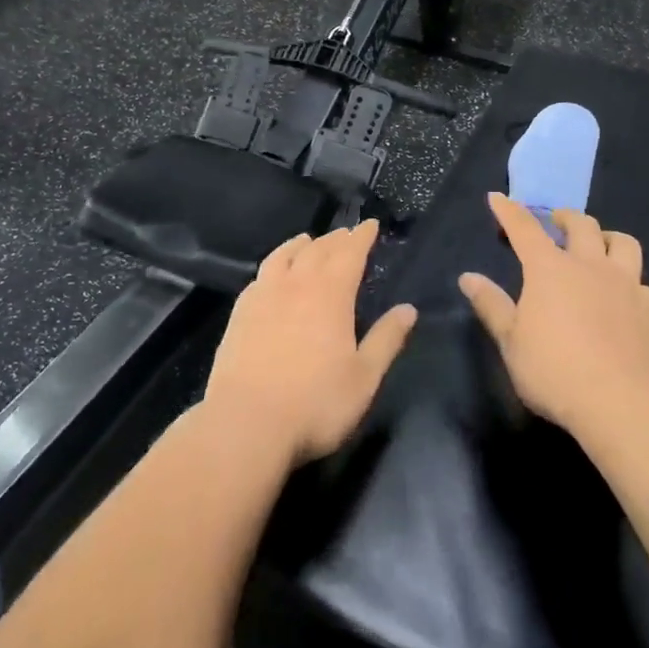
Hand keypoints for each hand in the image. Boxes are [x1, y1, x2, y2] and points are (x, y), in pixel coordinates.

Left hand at [204, 221, 417, 469]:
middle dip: (336, 239)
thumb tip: (409, 309)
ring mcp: (263, 296)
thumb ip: (387, 339)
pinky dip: (273, 265)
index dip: (362, 237)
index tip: (370, 224)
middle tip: (347, 233)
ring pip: (284, 256)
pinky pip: (260, 276)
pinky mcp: (239, 313)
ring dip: (301, 244)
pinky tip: (273, 274)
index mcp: (331, 294)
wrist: (246, 423)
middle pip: (318, 250)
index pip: (350, 254)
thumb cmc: (315, 403)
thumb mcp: (364, 377)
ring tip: (309, 240)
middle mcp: (296, 285)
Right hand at [460, 194, 648, 434]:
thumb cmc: (554, 371)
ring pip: (623, 243)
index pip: (525, 229)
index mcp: (549, 270)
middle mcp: (590, 266)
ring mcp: (626, 285)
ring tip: (598, 246)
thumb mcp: (511, 341)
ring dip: (606, 238)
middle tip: (555, 222)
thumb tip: (468, 277)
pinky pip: (642, 282)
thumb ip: (491, 305)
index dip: (509, 211)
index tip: (498, 198)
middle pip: (581, 225)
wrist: (622, 402)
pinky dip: (629, 280)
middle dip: (564, 217)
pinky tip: (623, 296)